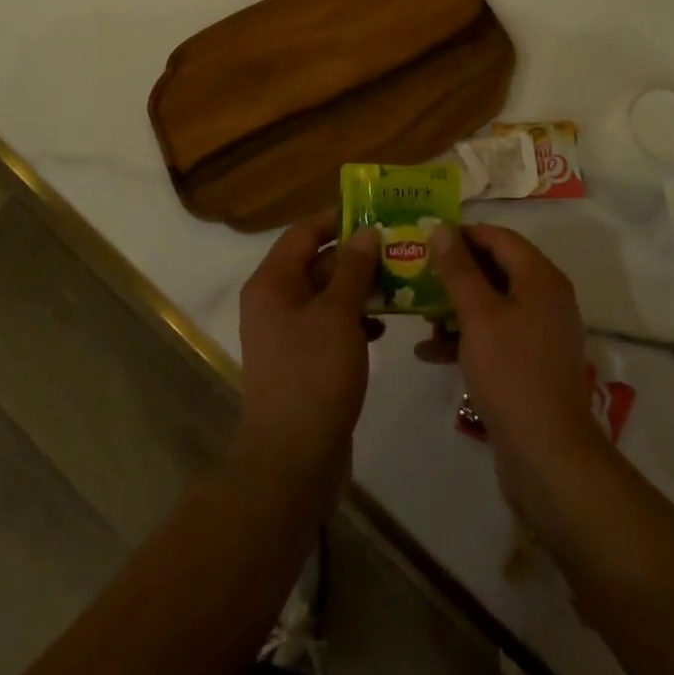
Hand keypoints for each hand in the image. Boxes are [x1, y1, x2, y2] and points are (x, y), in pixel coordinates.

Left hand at [235, 212, 380, 494]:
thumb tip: (366, 232)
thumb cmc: (313, 376)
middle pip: (317, 262)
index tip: (376, 212)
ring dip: (360, 287)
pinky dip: (355, 319)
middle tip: (399, 246)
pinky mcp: (303, 361)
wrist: (292, 462)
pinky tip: (384, 326)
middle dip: (357, 255)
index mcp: (273, 282)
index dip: (338, 219)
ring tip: (400, 281)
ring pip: (327, 295)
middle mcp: (274, 301)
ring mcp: (287, 333)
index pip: (304, 232)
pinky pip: (330, 324)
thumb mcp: (338, 314)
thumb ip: (353, 268)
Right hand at [428, 225, 608, 501]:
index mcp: (540, 277)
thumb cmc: (511, 373)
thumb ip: (458, 269)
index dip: (463, 234)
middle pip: (496, 268)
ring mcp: (540, 332)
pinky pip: (496, 335)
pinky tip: (430, 352)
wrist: (548, 456)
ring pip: (493, 303)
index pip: (499, 237)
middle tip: (416, 275)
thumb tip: (442, 228)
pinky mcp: (531, 363)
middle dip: (455, 272)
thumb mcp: (478, 315)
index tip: (425, 240)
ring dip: (456, 306)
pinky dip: (466, 337)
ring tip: (419, 314)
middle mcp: (546, 297)